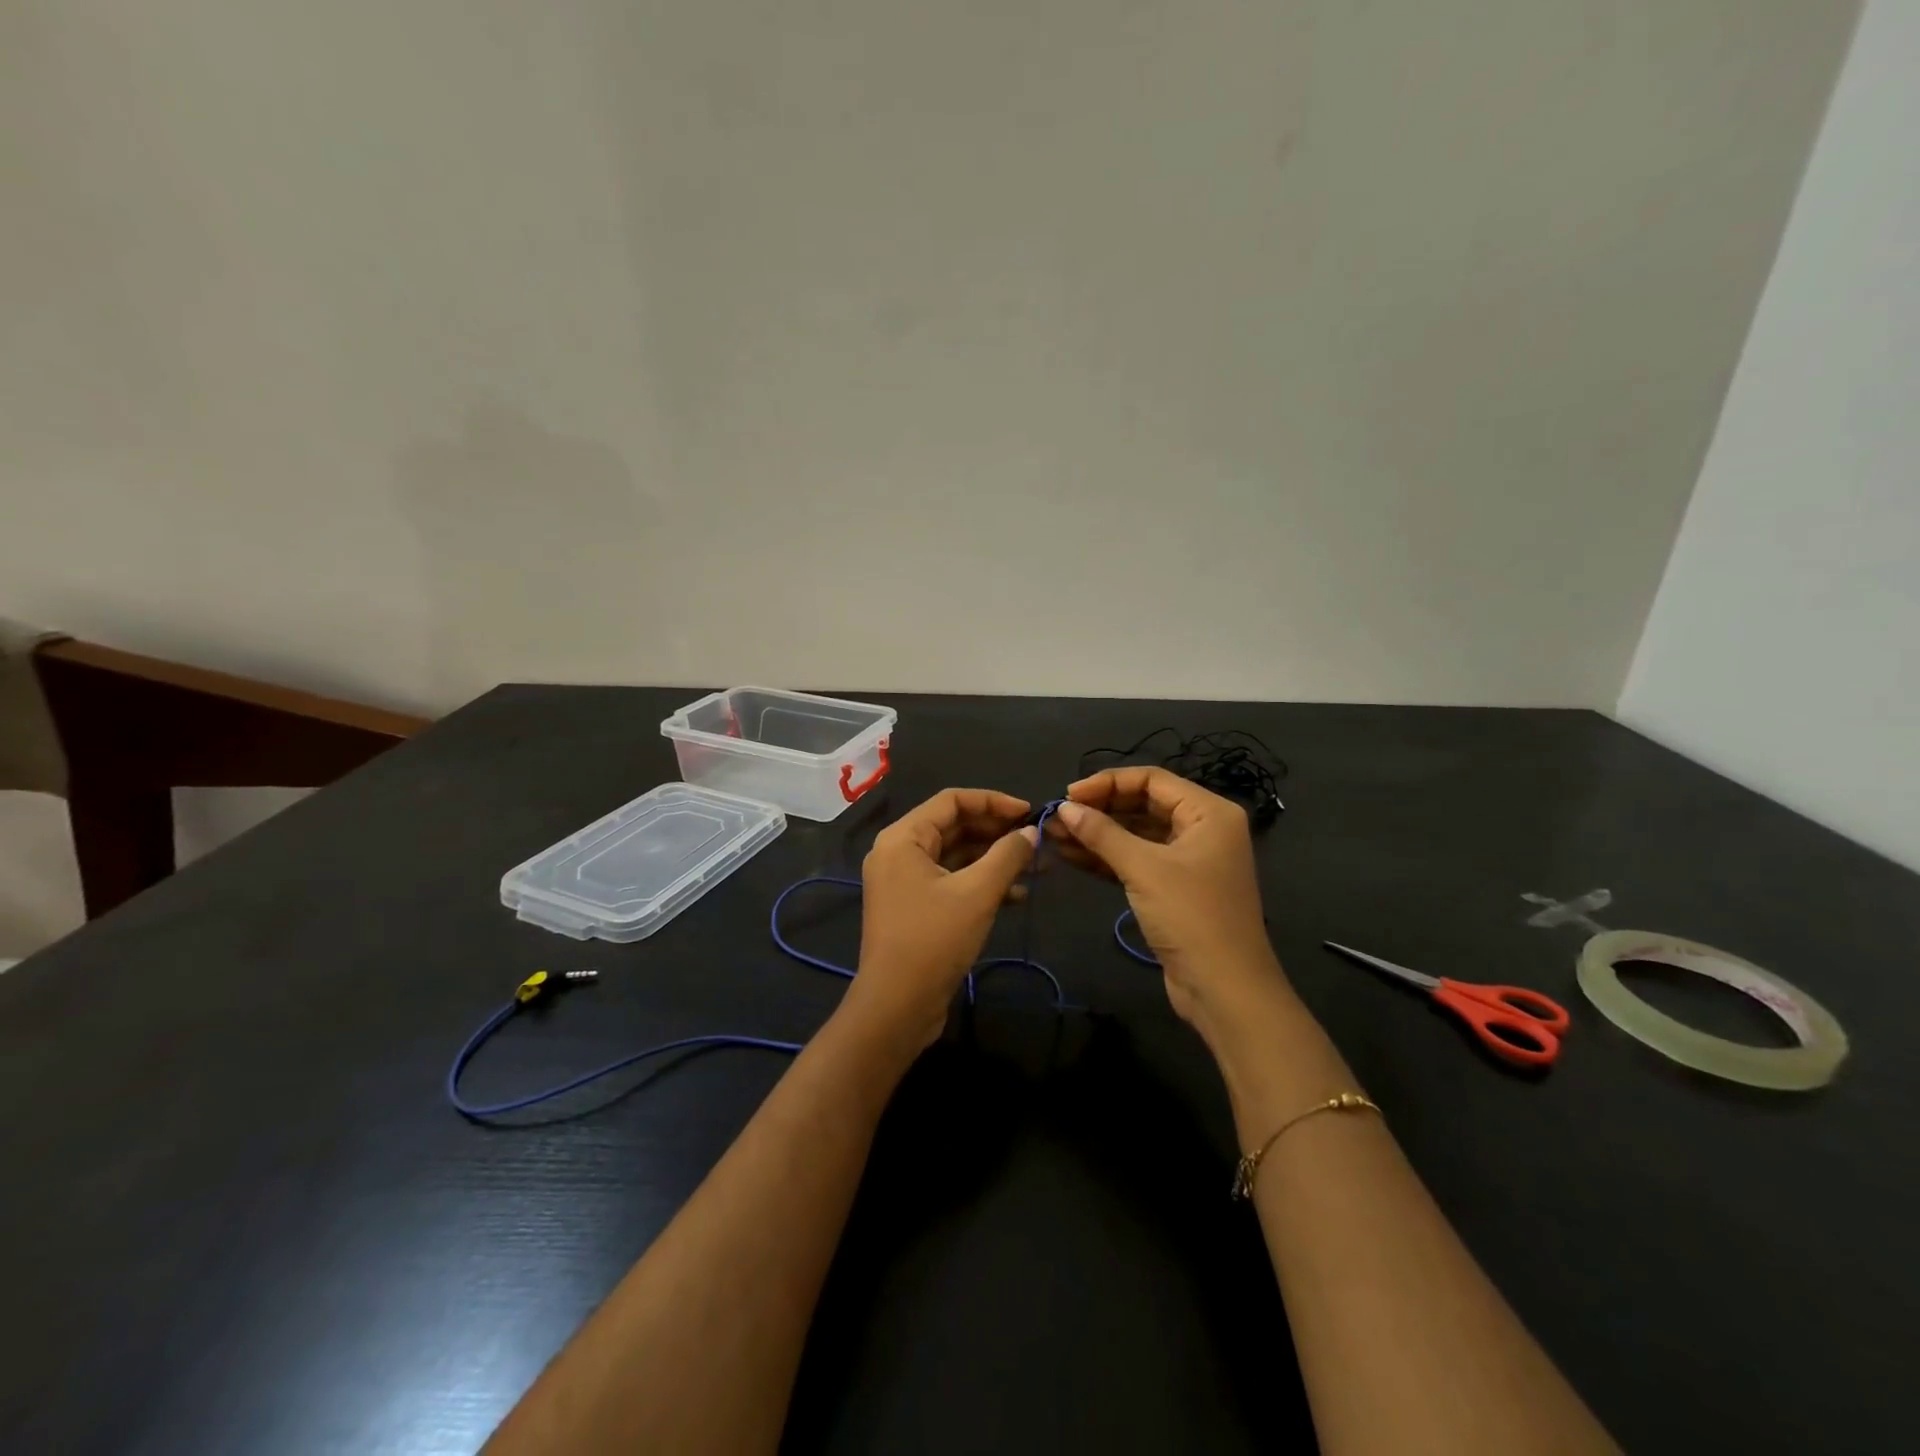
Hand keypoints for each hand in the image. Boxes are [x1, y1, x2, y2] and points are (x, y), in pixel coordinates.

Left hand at [844, 789, 1038, 1050]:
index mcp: (903, 838)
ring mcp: (904, 882)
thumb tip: (1031, 832)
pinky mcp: (915, 907)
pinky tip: (1016, 895)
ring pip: (956, 856)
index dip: (993, 801)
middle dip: (997, 832)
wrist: (897, 1007)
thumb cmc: (933, 940)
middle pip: (954, 826)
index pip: (952, 801)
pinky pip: (951, 881)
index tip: (1029, 812)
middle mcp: (899, 852)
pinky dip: (981, 883)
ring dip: (994, 859)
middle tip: (1037, 840)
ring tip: (1037, 867)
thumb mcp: (977, 893)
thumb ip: (1007, 856)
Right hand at [1052, 767, 1285, 1044]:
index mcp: (1209, 812)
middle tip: (1057, 818)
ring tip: (1054, 836)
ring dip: (1097, 834)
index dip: (1107, 783)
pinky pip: (1136, 860)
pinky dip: (1107, 858)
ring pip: (1136, 834)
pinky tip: (1071, 857)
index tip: (1068, 795)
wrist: (1224, 990)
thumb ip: (1102, 833)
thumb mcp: (1144, 869)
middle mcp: (1202, 828)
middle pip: (1143, 804)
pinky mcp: (1174, 888)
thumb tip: (1064, 807)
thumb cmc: (1191, 917)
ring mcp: (1188, 860)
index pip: (1151, 779)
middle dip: (1099, 810)